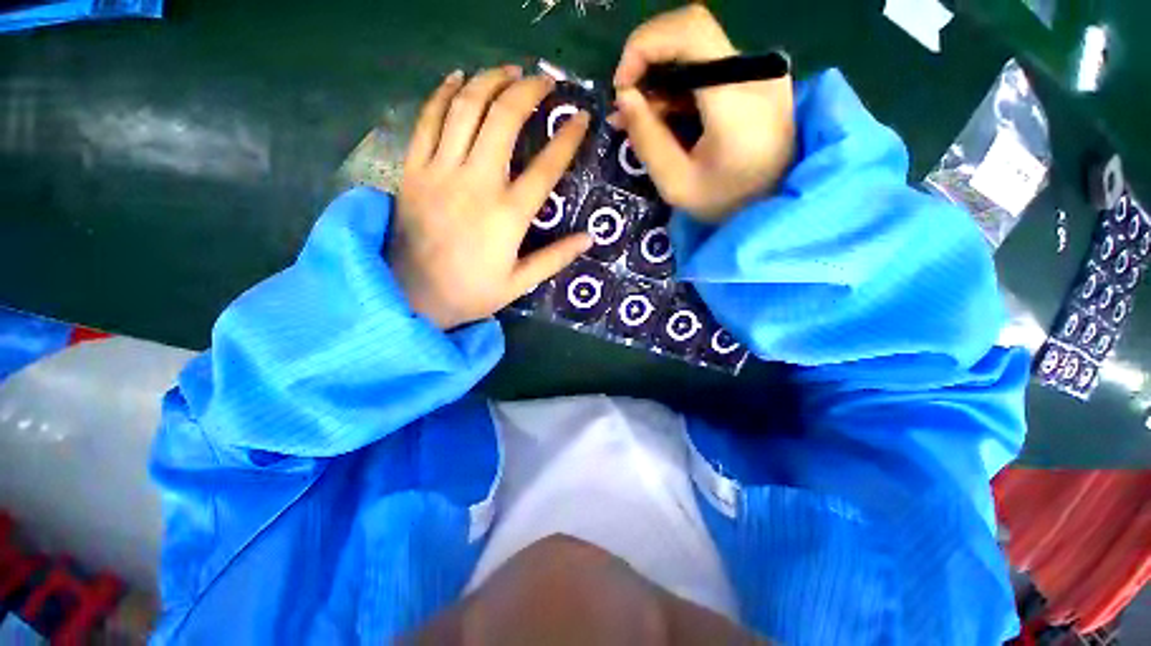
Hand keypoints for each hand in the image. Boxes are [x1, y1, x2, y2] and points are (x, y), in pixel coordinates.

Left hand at [390, 67, 592, 329]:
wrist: (412, 295)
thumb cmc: (471, 292)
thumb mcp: (520, 283)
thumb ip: (555, 258)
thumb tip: (589, 238)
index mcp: (508, 215)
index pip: (547, 166)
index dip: (567, 138)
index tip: (582, 117)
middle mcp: (477, 183)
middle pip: (504, 119)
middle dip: (528, 91)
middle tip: (544, 81)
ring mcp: (441, 172)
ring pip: (466, 108)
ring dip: (490, 81)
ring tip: (509, 70)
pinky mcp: (414, 170)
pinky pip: (427, 119)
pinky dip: (443, 93)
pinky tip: (458, 78)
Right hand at [610, 4, 795, 221]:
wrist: (773, 206)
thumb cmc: (724, 203)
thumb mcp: (675, 184)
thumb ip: (647, 139)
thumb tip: (624, 96)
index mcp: (737, 100)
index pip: (689, 31)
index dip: (644, 45)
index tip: (622, 86)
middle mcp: (755, 72)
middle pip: (691, 32)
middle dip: (648, 61)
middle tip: (628, 104)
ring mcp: (760, 72)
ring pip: (697, 48)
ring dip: (661, 75)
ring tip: (639, 117)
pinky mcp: (757, 78)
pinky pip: (709, 65)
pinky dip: (679, 84)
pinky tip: (663, 113)